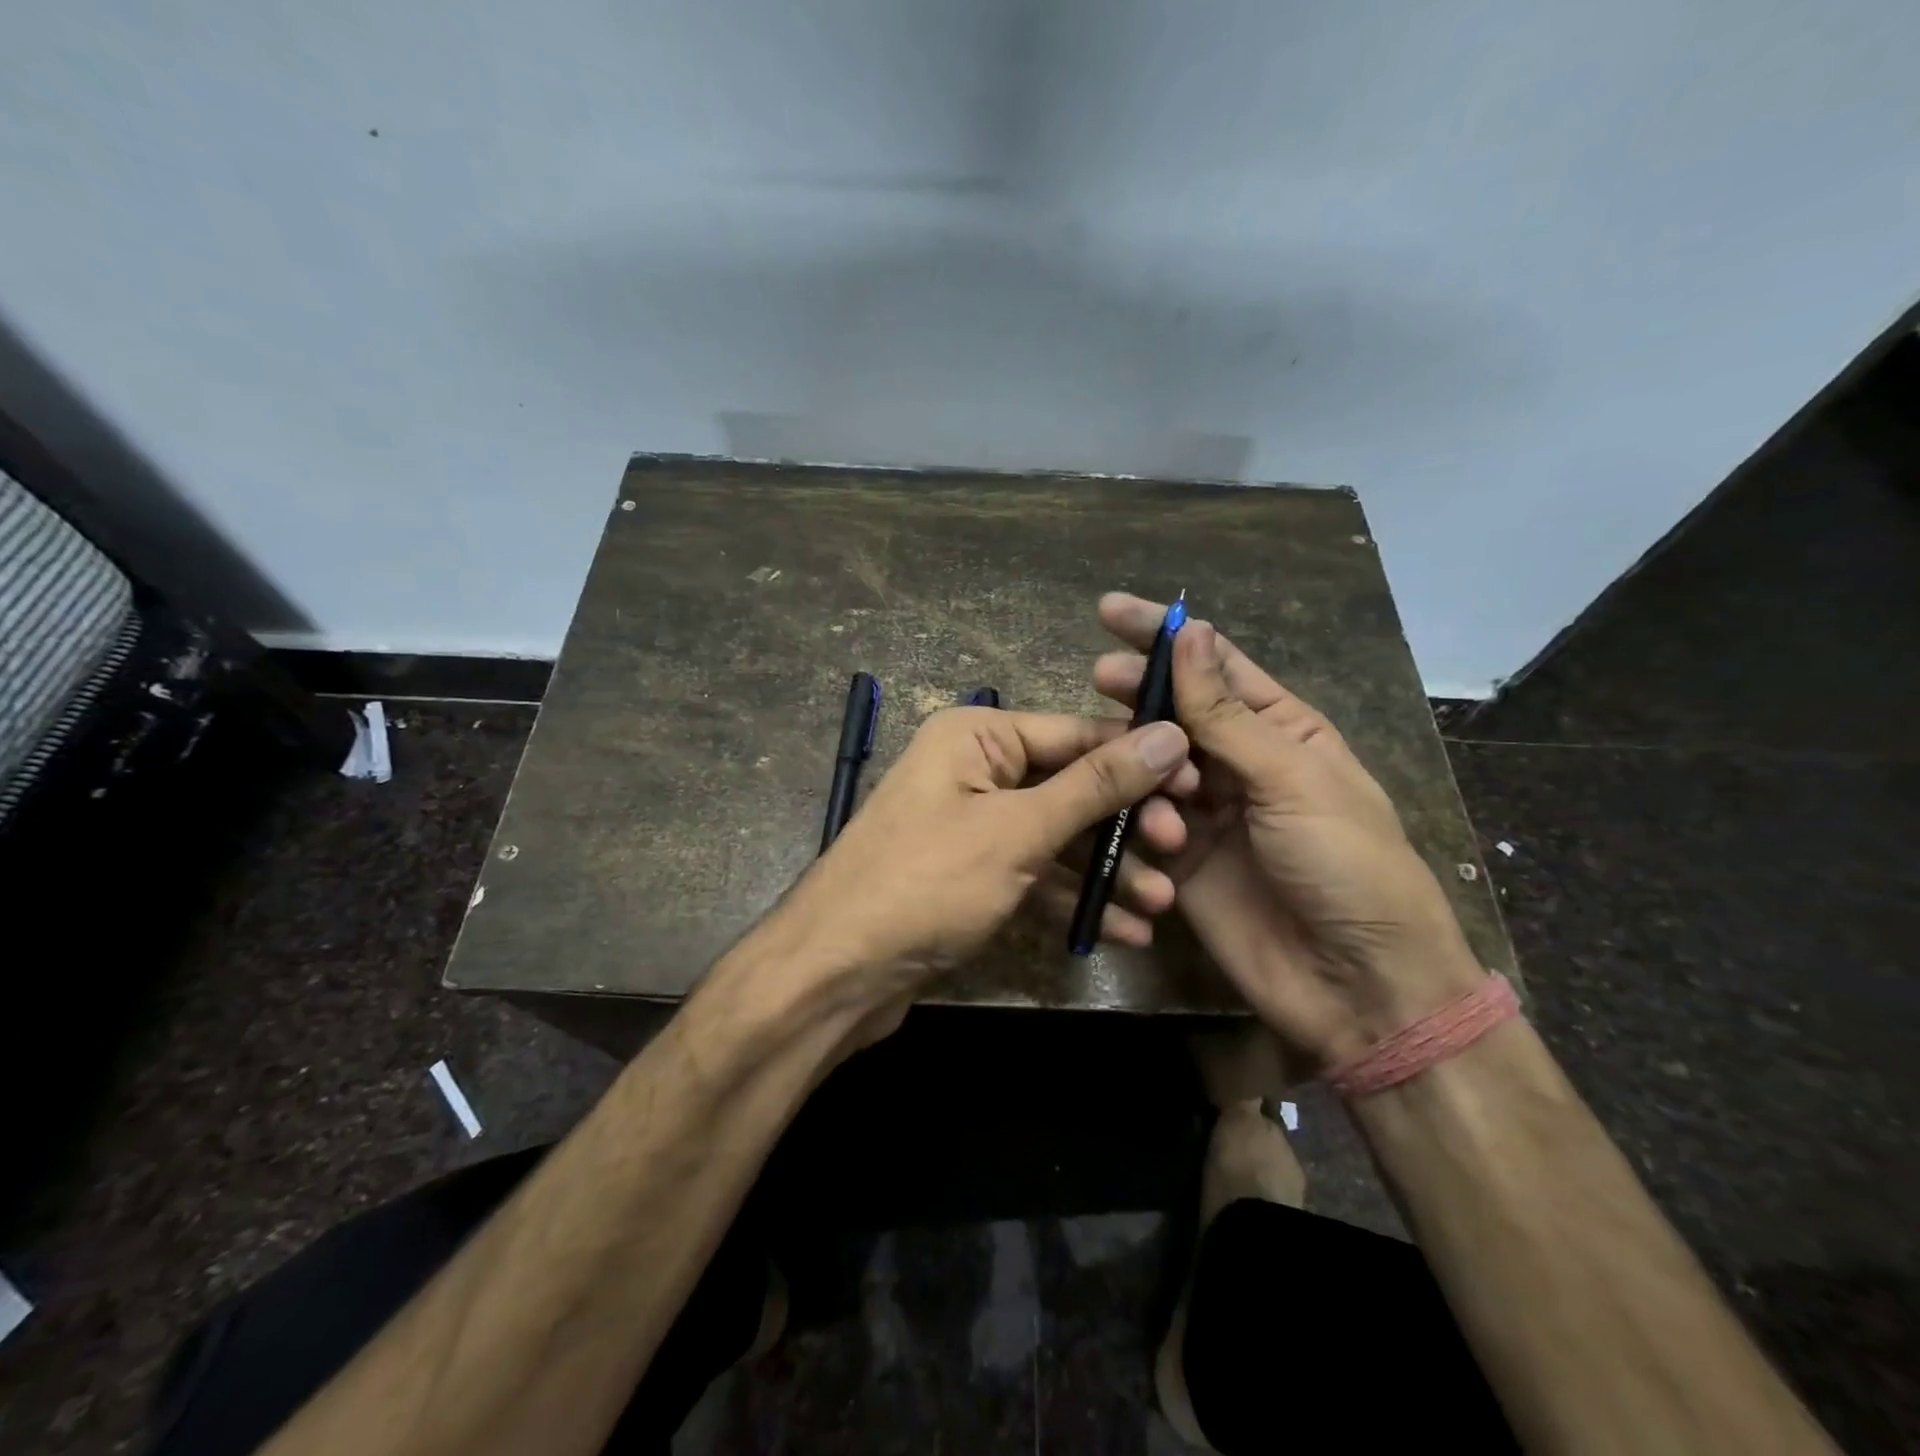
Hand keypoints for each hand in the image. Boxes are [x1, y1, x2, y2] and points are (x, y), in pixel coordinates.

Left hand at [776, 705, 1195, 1017]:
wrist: (837, 972)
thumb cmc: (926, 883)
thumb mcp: (1018, 830)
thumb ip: (1095, 785)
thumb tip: (1168, 733)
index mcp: (977, 736)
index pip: (1075, 732)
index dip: (1138, 757)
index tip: (1197, 784)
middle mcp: (975, 770)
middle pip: (1070, 785)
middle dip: (1125, 823)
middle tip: (1178, 850)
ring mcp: (973, 824)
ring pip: (1057, 836)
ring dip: (1107, 870)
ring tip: (1162, 904)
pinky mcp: (972, 874)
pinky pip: (1035, 874)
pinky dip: (1073, 898)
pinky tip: (1123, 929)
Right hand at [1094, 594, 1483, 1069]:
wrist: (1357, 985)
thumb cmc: (1346, 866)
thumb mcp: (1292, 779)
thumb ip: (1227, 714)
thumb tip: (1190, 635)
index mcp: (1281, 730)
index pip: (1214, 665)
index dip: (1164, 636)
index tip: (1109, 610)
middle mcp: (1238, 763)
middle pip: (1173, 711)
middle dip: (1137, 693)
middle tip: (1099, 678)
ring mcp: (1205, 812)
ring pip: (1149, 765)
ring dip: (1143, 765)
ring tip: (1153, 787)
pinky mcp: (1179, 860)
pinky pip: (1141, 823)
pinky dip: (1137, 821)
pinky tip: (1153, 836)